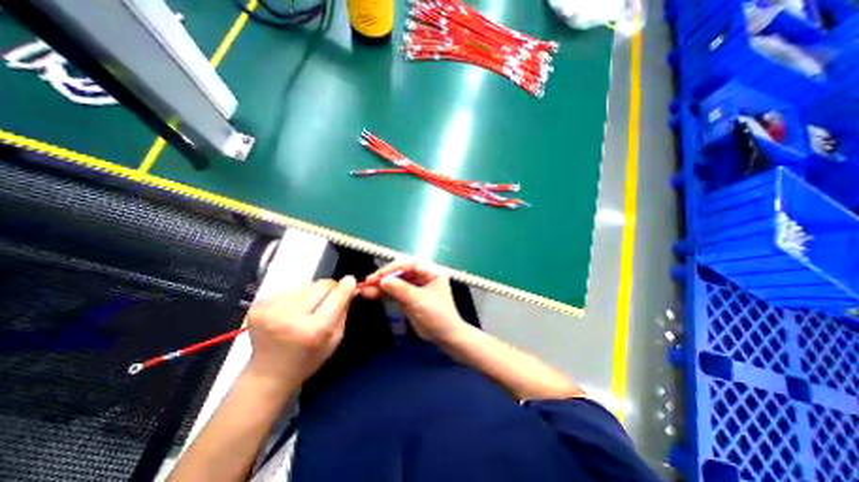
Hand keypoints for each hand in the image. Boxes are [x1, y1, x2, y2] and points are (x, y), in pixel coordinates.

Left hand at [245, 276, 355, 384]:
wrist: (269, 374)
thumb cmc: (308, 358)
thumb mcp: (335, 338)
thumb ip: (343, 309)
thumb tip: (350, 284)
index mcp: (314, 329)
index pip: (337, 294)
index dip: (347, 286)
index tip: (351, 281)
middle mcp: (291, 317)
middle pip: (321, 284)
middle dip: (329, 289)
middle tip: (328, 299)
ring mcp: (271, 310)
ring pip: (306, 283)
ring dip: (312, 291)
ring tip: (307, 308)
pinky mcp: (259, 306)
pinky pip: (289, 289)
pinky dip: (296, 295)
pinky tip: (292, 310)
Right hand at [362, 261, 469, 344]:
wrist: (445, 336)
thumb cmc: (437, 315)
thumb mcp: (419, 300)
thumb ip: (400, 289)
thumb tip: (382, 280)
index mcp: (430, 271)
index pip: (409, 264)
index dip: (392, 269)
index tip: (378, 276)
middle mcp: (422, 276)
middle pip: (400, 272)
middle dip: (384, 277)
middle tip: (368, 282)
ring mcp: (415, 287)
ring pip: (395, 282)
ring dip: (381, 286)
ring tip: (364, 290)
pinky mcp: (409, 297)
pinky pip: (394, 292)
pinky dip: (383, 294)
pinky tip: (370, 295)